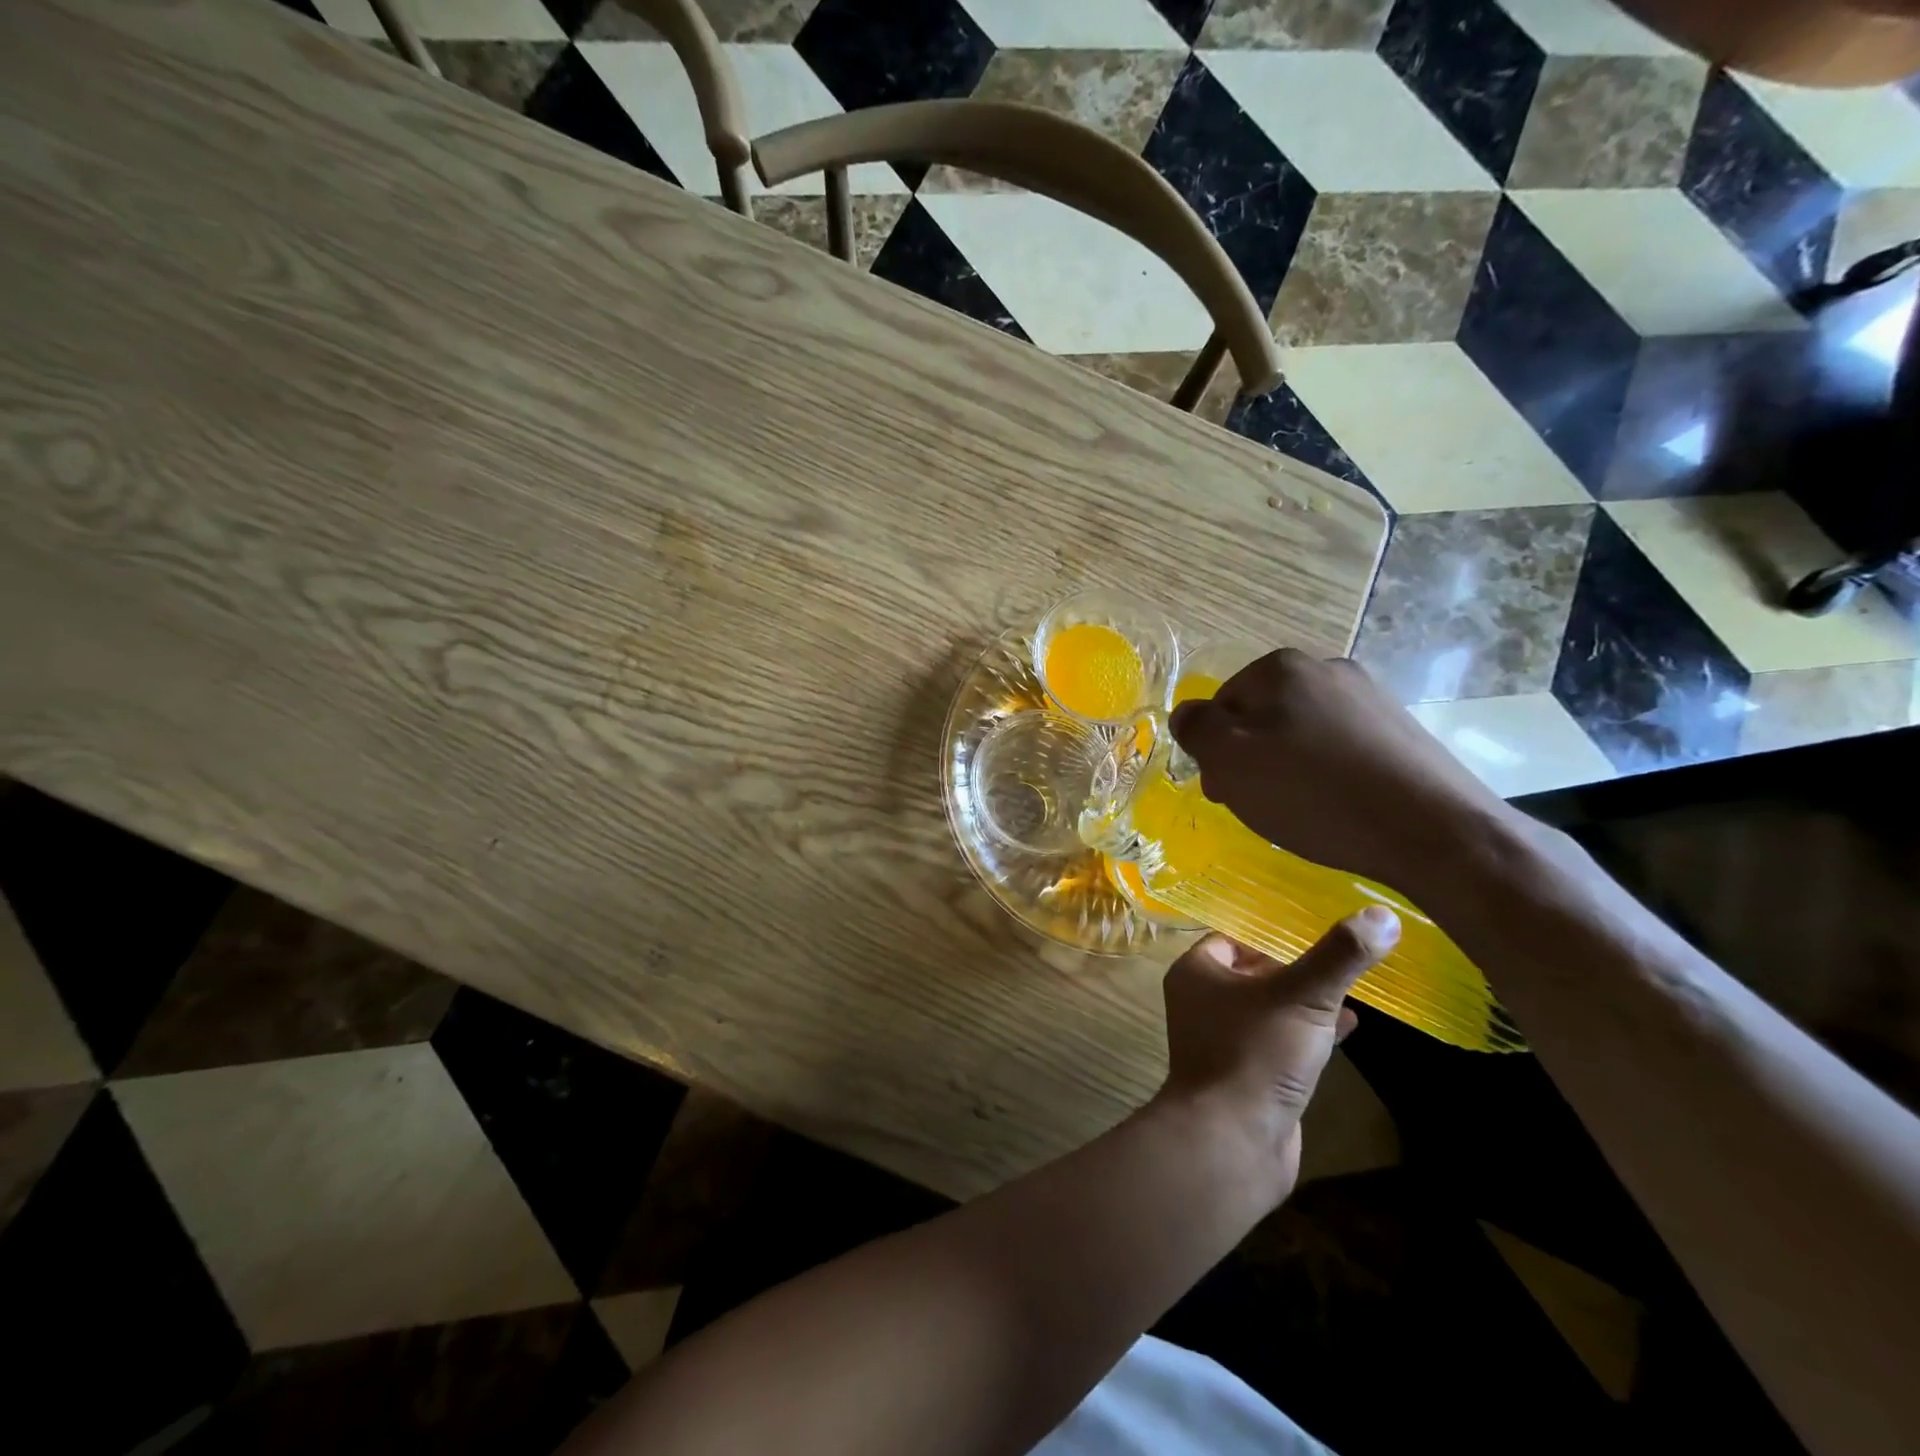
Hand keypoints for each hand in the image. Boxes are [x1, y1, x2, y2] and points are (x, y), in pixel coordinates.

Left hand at [1159, 912, 1398, 1196]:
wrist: (1232, 1142)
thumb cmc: (1255, 1053)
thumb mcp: (1302, 996)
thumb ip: (1339, 956)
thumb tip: (1382, 914)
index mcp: (1197, 973)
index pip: (1235, 938)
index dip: (1273, 933)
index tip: (1316, 928)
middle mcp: (1203, 1002)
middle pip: (1254, 972)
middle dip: (1295, 967)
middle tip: (1341, 956)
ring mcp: (1224, 1041)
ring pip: (1270, 1009)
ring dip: (1306, 1001)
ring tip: (1351, 987)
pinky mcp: (1248, 1076)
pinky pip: (1280, 1042)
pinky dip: (1310, 1033)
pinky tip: (1349, 1029)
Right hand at [1168, 649, 1511, 893]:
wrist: (1432, 829)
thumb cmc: (1313, 792)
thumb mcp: (1230, 761)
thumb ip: (1196, 729)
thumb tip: (1187, 713)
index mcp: (1281, 668)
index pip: (1221, 704)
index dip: (1214, 750)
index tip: (1225, 791)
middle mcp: (1327, 668)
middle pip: (1262, 715)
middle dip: (1250, 758)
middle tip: (1257, 805)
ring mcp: (1371, 697)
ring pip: (1302, 732)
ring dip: (1288, 766)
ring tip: (1300, 810)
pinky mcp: (1402, 730)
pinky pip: (1341, 748)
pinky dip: (1328, 774)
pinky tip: (1337, 806)